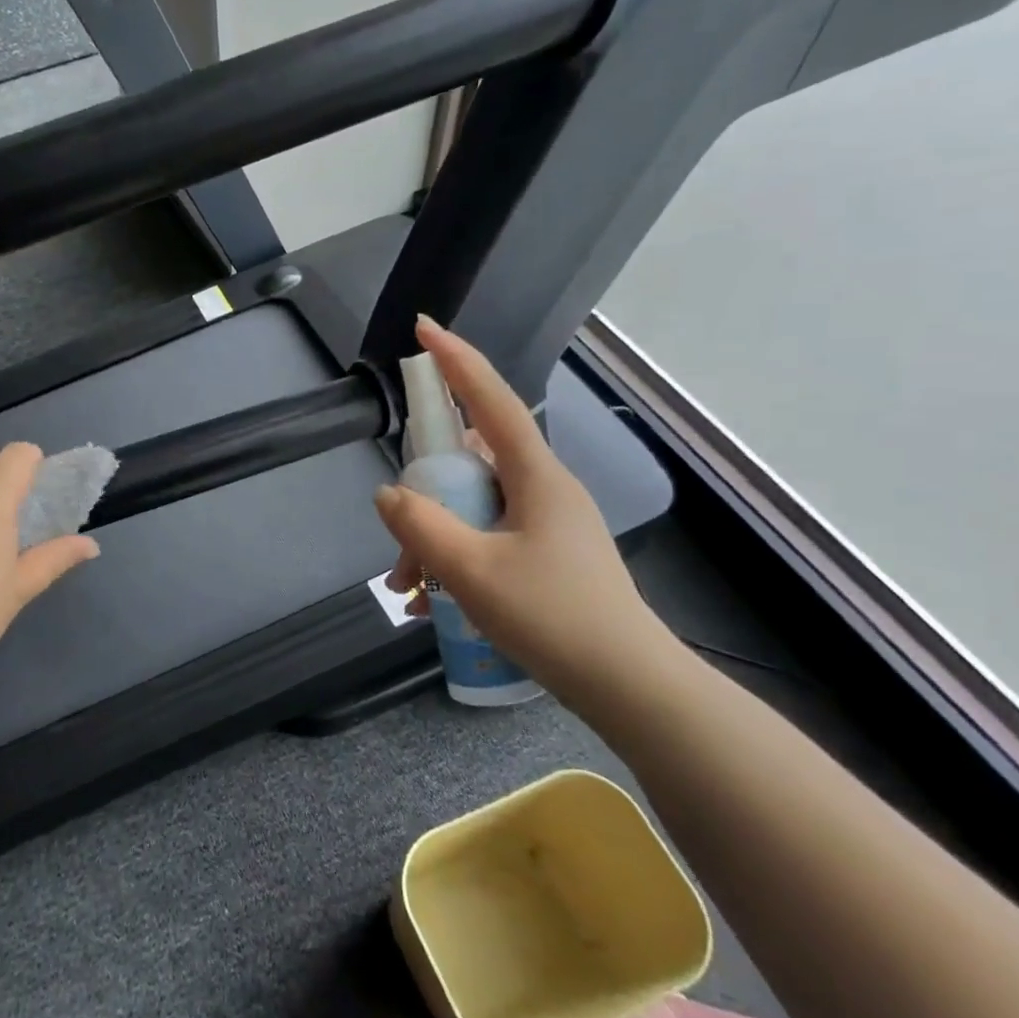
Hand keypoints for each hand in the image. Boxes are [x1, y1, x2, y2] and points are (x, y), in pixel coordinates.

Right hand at [373, 317, 661, 695]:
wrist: (629, 689)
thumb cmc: (554, 619)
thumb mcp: (473, 571)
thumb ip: (422, 526)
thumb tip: (389, 494)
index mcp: (536, 477)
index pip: (491, 401)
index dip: (456, 360)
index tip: (424, 328)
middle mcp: (543, 490)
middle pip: (469, 465)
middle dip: (424, 496)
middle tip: (398, 542)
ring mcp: (546, 524)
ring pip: (472, 508)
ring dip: (433, 539)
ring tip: (408, 590)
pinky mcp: (545, 555)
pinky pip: (485, 538)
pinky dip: (454, 560)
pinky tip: (431, 604)